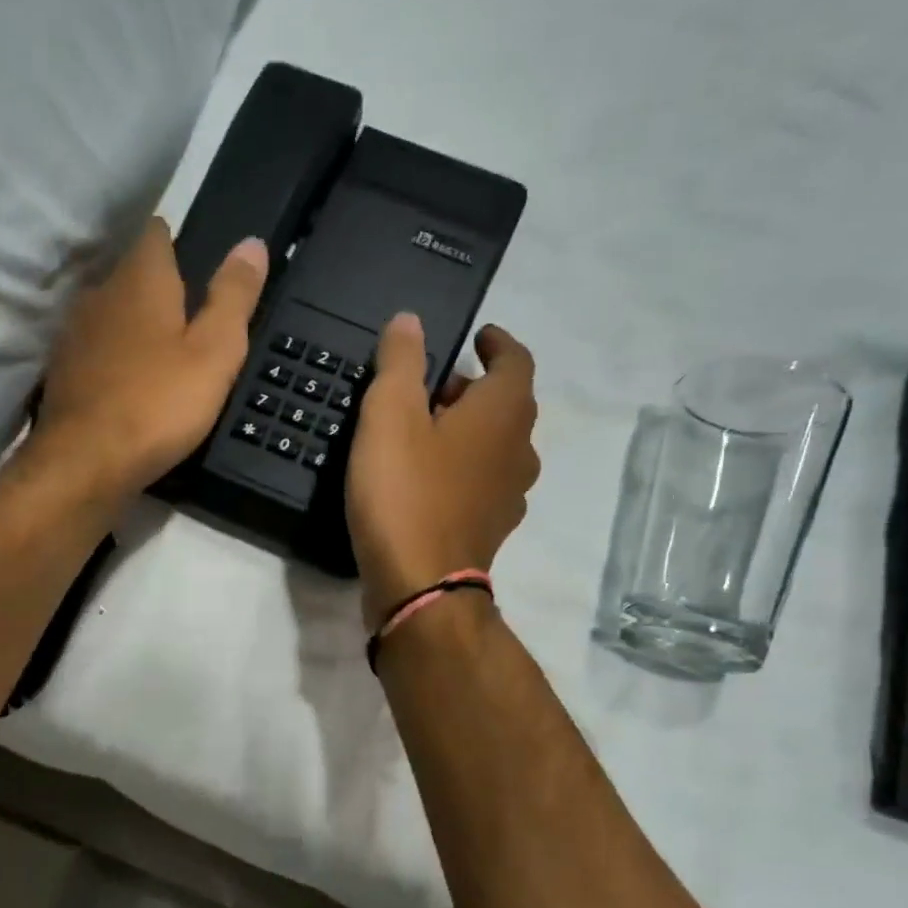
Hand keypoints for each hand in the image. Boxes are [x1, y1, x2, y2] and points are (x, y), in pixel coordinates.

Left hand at [33, 217, 268, 498]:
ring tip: (163, 354)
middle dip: (159, 289)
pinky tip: (131, 385)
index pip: (157, 234)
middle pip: (132, 275)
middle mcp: (100, 294)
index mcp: (140, 279)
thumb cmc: (158, 404)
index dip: (179, 243)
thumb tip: (252, 243)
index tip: (199, 266)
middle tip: (191, 319)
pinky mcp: (62, 373)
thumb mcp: (214, 353)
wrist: (85, 463)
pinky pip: (95, 352)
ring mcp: (74, 334)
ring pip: (111, 314)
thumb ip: (233, 297)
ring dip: (134, 326)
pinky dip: (114, 360)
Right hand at [346, 314, 539, 628]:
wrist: (421, 587)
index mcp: (503, 412)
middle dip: (472, 389)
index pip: (516, 360)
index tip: (477, 336)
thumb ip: (400, 363)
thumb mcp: (389, 416)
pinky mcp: (489, 529)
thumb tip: (410, 320)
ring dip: (467, 431)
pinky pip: (482, 483)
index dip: (497, 342)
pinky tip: (427, 480)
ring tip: (424, 432)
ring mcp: (508, 495)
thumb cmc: (405, 492)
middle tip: (430, 387)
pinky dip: (462, 469)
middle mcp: (518, 450)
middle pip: (506, 405)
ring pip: (495, 447)